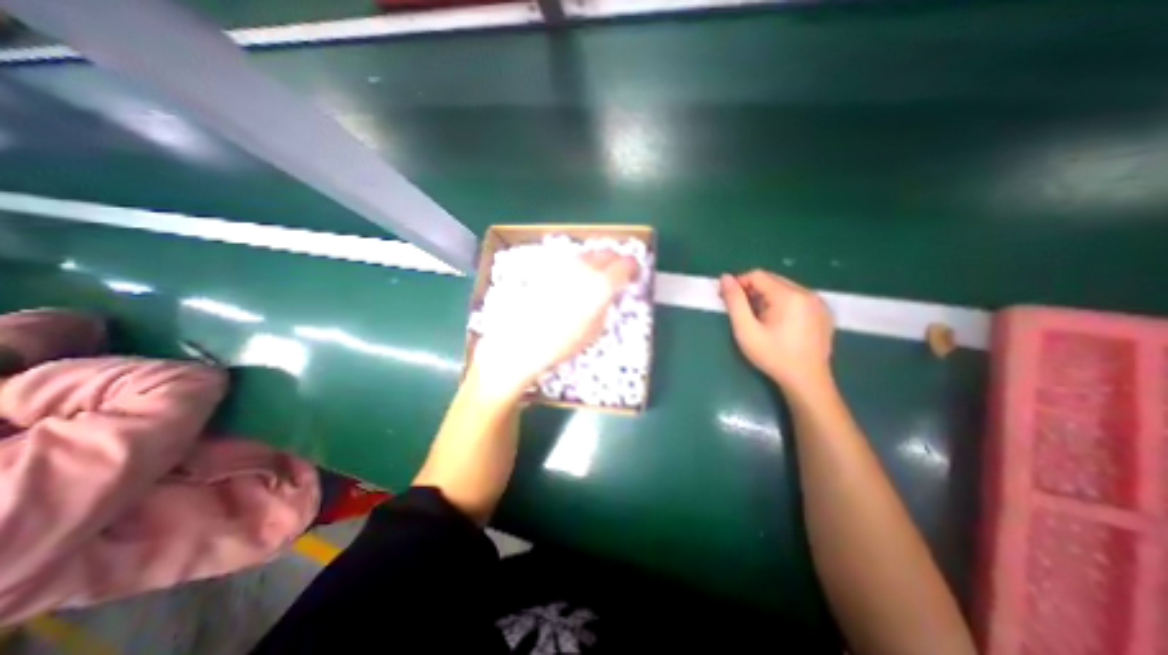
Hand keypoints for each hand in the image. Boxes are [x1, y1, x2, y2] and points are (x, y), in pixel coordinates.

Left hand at [474, 251, 637, 398]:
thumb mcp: (596, 328)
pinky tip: (573, 280)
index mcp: (601, 284)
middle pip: (606, 252)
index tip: (633, 275)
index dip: (633, 268)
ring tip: (595, 276)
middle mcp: (584, 267)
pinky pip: (568, 261)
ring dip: (596, 261)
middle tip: (617, 274)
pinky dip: (577, 266)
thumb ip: (605, 304)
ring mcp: (563, 265)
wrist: (522, 342)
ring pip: (586, 253)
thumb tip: (607, 294)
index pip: (625, 264)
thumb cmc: (563, 343)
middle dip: (615, 261)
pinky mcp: (547, 268)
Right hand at [716, 270, 835, 391]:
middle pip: (772, 280)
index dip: (739, 284)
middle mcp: (807, 293)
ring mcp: (819, 302)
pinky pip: (797, 298)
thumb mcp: (746, 330)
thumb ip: (734, 302)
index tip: (728, 299)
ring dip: (766, 297)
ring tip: (758, 319)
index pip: (757, 275)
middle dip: (752, 291)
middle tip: (741, 311)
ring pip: (784, 288)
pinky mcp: (823, 312)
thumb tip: (725, 278)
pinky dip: (782, 304)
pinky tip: (777, 323)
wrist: (807, 381)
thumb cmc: (773, 356)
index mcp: (789, 295)